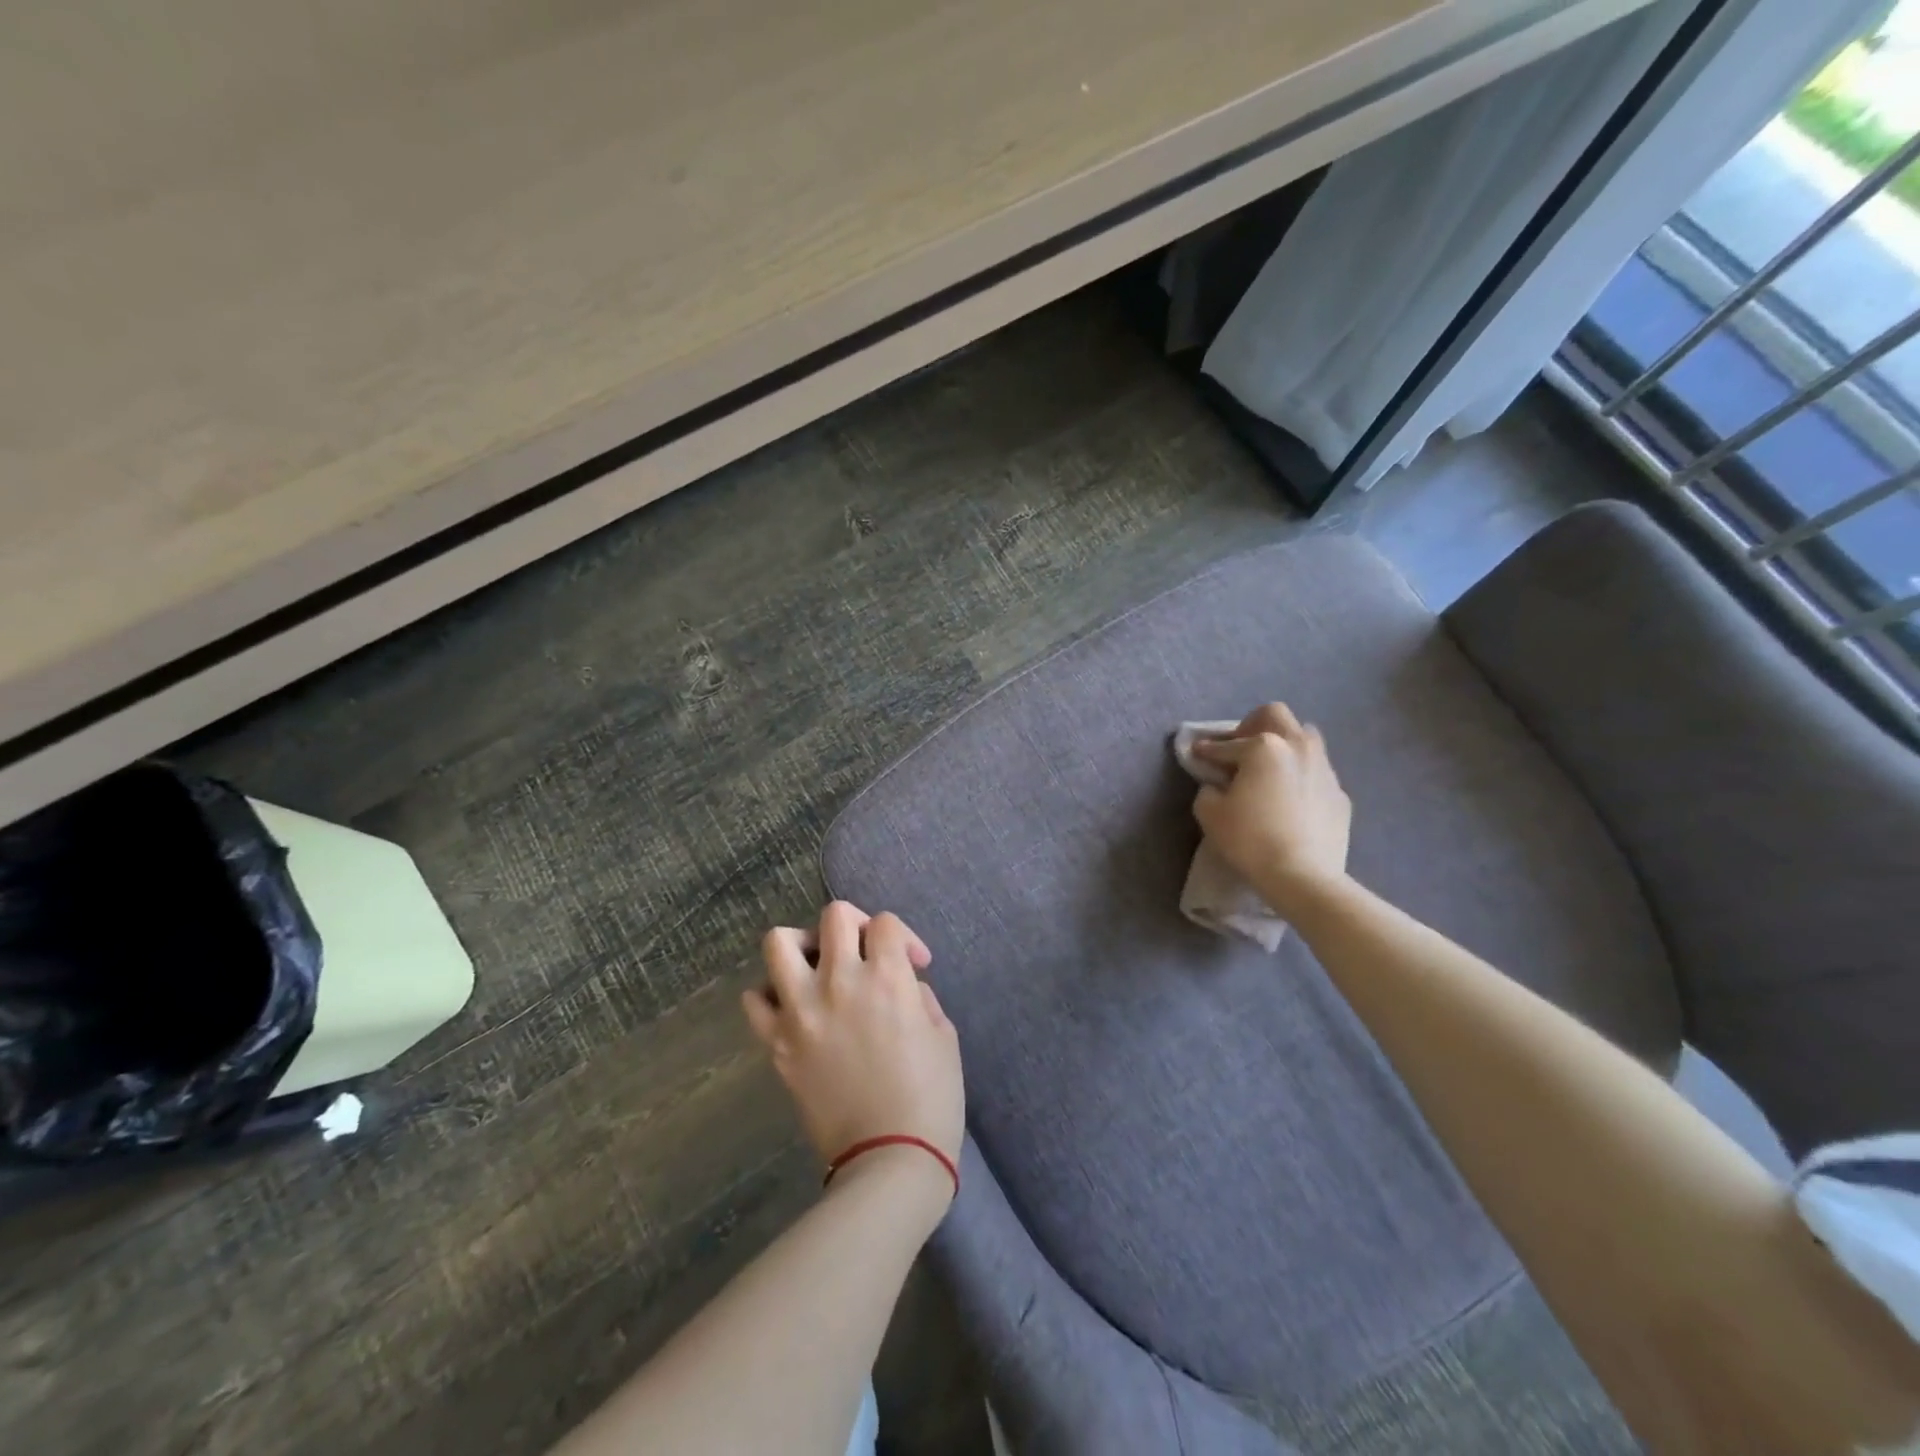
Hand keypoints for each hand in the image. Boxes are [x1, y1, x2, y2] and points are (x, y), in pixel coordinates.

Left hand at [744, 902, 963, 1201]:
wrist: (889, 1161)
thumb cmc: (931, 1098)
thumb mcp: (944, 1037)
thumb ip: (920, 997)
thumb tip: (902, 985)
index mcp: (887, 978)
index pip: (885, 922)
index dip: (903, 938)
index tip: (914, 965)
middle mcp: (840, 981)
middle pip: (834, 915)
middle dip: (854, 925)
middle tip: (864, 953)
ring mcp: (802, 1010)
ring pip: (779, 942)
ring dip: (802, 946)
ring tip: (818, 969)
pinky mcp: (777, 1043)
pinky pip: (755, 999)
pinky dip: (770, 994)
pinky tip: (793, 1008)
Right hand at [1192, 703, 1352, 918]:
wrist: (1302, 875)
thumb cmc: (1250, 839)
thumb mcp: (1210, 813)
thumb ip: (1208, 789)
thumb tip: (1217, 784)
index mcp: (1264, 747)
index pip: (1226, 744)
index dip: (1207, 750)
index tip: (1197, 754)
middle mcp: (1298, 747)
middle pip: (1275, 716)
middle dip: (1252, 727)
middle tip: (1240, 751)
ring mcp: (1324, 769)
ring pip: (1305, 739)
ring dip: (1283, 746)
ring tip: (1270, 771)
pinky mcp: (1340, 794)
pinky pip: (1317, 772)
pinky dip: (1301, 777)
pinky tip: (1290, 801)